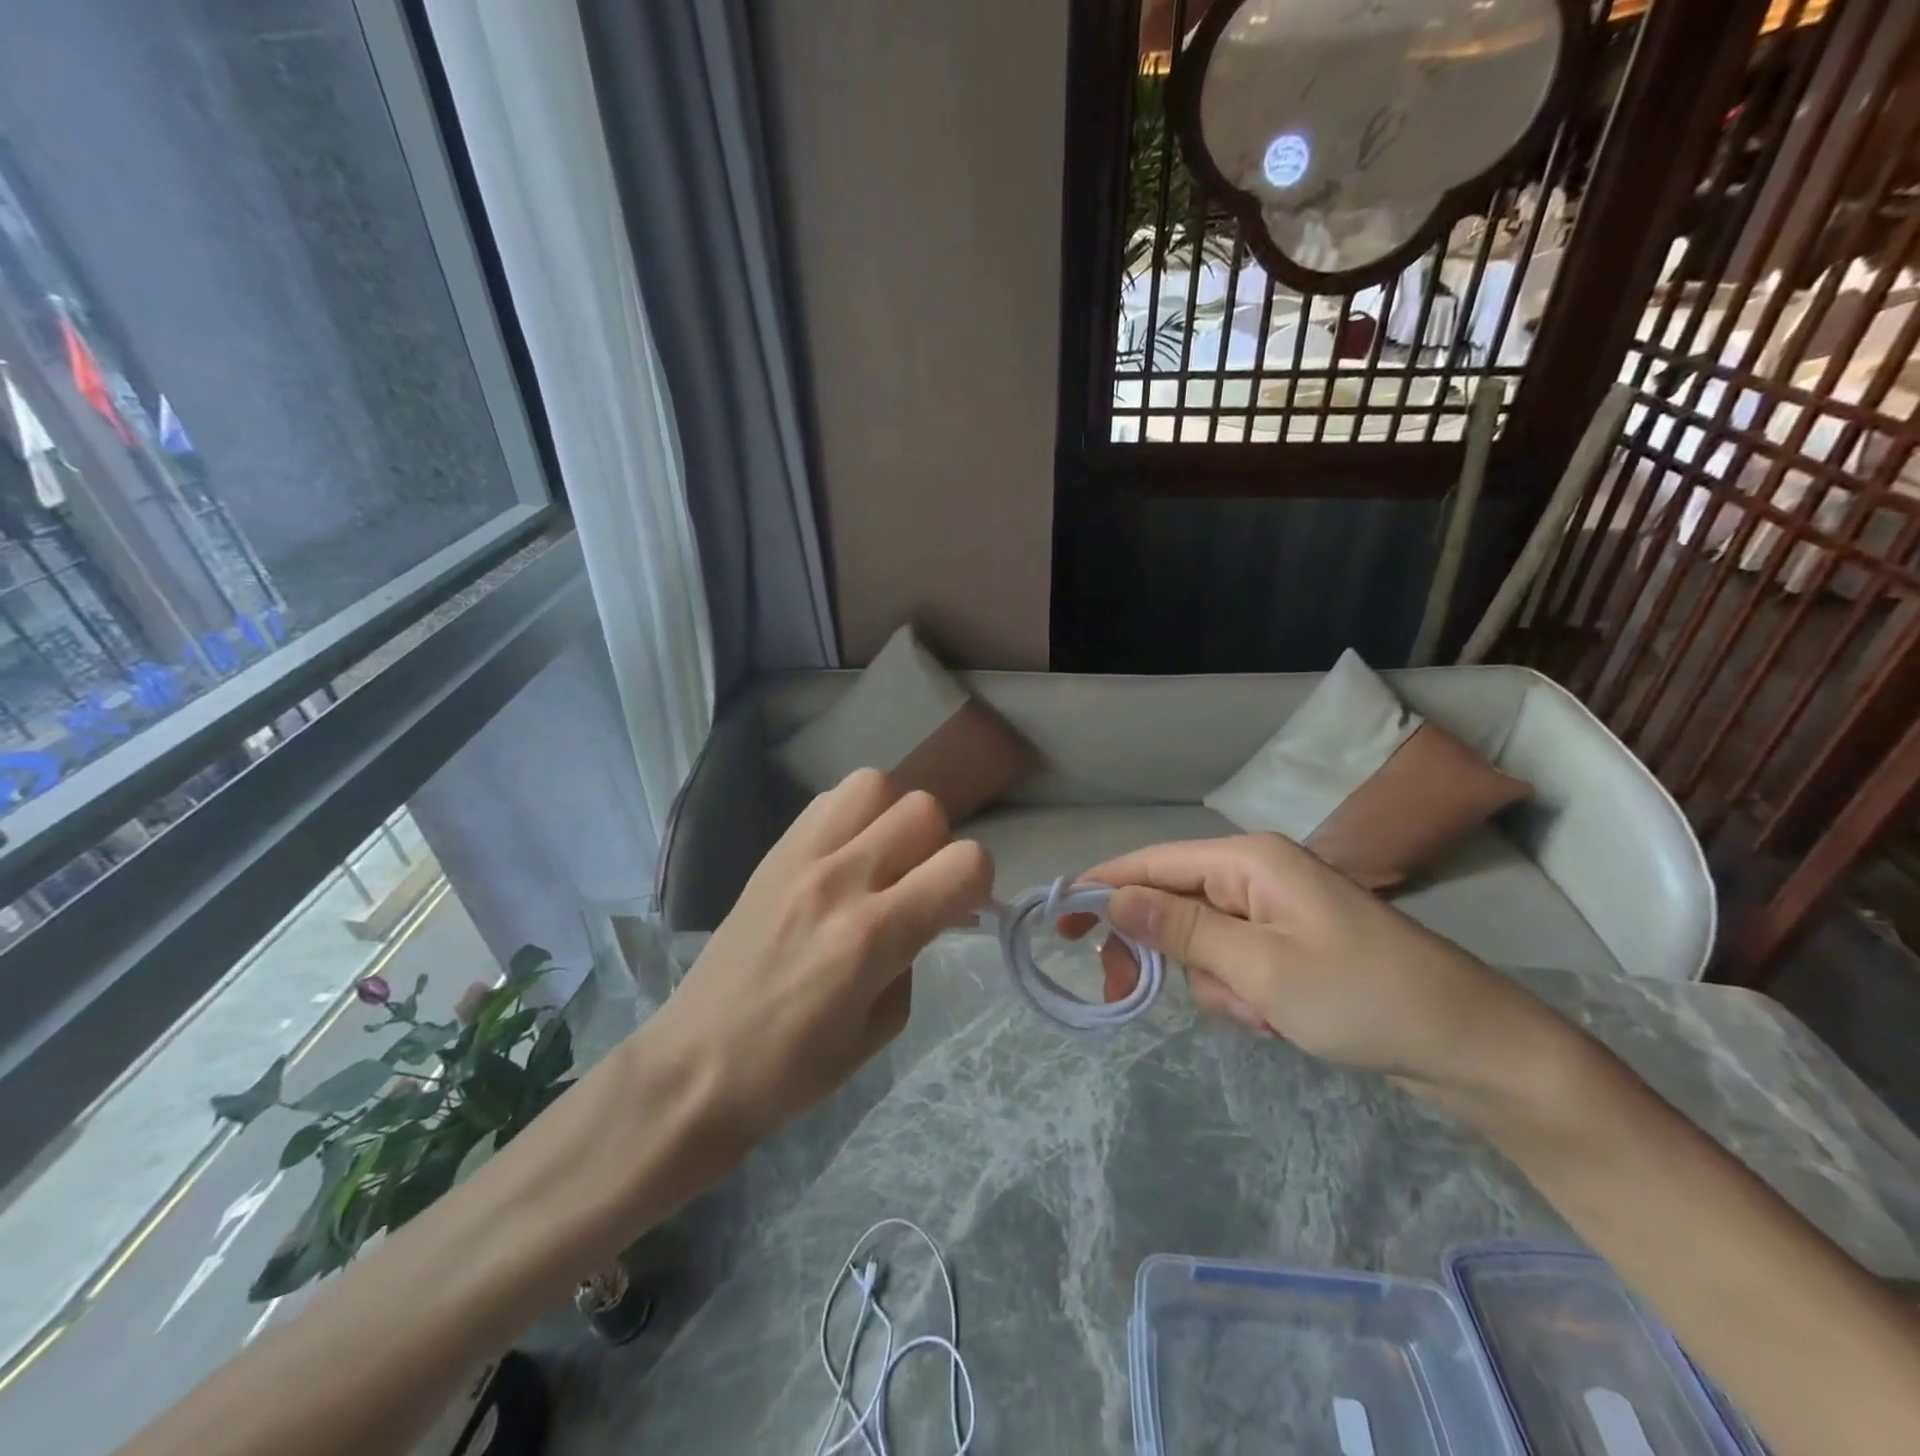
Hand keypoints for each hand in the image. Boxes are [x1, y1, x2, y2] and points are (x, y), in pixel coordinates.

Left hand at [650, 769, 992, 1143]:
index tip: (962, 907)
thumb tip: (924, 912)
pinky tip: (844, 856)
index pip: (964, 862)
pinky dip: (853, 816)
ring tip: (881, 859)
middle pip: (923, 809)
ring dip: (893, 817)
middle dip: (939, 845)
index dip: (978, 882)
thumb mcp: (882, 1027)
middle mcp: (840, 880)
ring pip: (875, 785)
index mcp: (873, 936)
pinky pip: (828, 800)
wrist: (694, 1066)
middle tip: (919, 885)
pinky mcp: (772, 853)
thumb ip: (914, 955)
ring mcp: (800, 858)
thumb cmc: (793, 1069)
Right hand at [1080, 834, 1556, 1092]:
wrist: (1470, 1046)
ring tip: (1259, 1016)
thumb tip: (1110, 897)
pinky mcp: (1290, 944)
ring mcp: (1275, 910)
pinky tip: (1278, 1021)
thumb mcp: (1257, 967)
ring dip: (1212, 984)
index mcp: (1246, 861)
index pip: (1149, 863)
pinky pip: (1234, 962)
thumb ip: (1178, 927)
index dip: (1099, 889)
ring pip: (1200, 942)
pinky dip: (1240, 995)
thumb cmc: (1361, 996)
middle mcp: (1255, 874)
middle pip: (1170, 902)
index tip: (1057, 924)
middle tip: (1128, 996)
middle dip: (1158, 951)